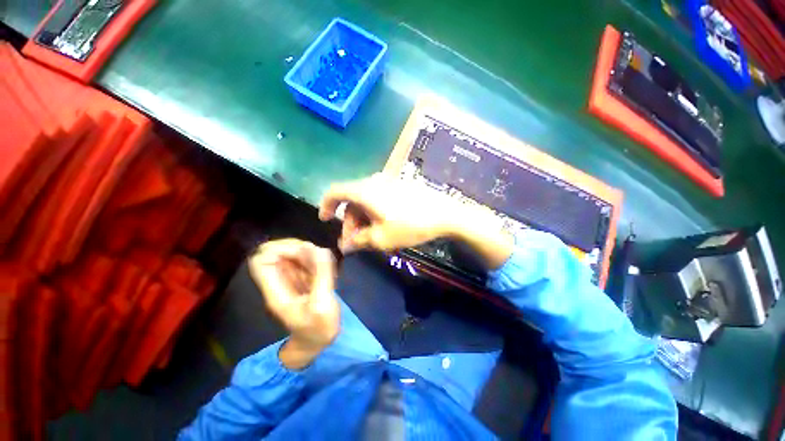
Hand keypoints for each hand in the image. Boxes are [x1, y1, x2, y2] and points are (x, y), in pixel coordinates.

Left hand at [248, 239, 338, 368]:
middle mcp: (279, 282)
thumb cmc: (318, 329)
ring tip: (325, 263)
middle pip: (276, 252)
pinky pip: (305, 260)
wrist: (318, 342)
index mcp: (276, 290)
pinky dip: (315, 258)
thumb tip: (319, 249)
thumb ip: (321, 275)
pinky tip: (327, 267)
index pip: (261, 260)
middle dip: (298, 248)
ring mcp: (291, 280)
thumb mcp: (322, 303)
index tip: (303, 252)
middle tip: (318, 256)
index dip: (279, 249)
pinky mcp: (302, 279)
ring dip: (309, 253)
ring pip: (292, 254)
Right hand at [320, 174, 514, 268]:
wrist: (444, 214)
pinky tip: (381, 225)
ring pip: (365, 199)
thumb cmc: (410, 225)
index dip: (326, 205)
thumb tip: (345, 246)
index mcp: (364, 191)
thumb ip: (359, 241)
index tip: (325, 220)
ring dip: (362, 217)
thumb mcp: (382, 238)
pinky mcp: (398, 185)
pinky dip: (373, 211)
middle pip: (351, 199)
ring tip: (369, 237)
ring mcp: (387, 182)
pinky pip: (377, 197)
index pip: (335, 191)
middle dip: (349, 221)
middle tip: (354, 242)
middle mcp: (373, 181)